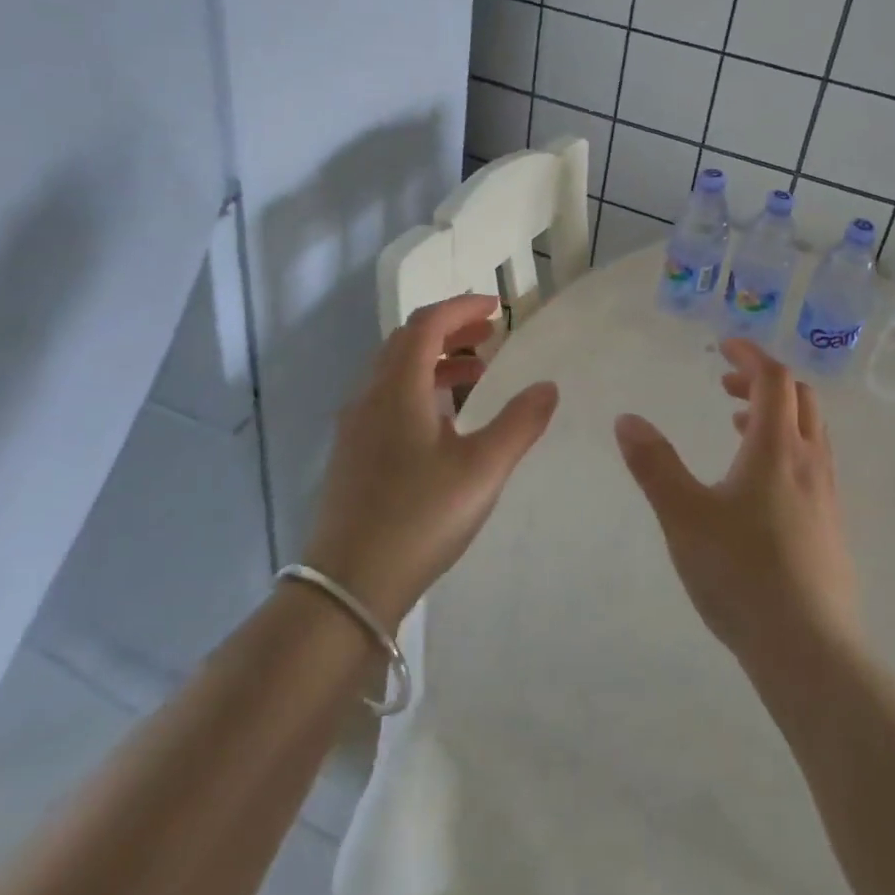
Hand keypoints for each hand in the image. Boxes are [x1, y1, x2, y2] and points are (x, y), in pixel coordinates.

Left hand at [301, 294, 557, 628]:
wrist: (347, 587)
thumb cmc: (419, 519)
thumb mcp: (482, 471)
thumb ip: (519, 424)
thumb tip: (548, 386)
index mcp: (397, 389)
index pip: (425, 324)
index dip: (461, 308)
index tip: (496, 307)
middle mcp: (369, 398)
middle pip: (406, 342)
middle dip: (449, 330)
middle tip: (490, 334)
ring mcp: (355, 428)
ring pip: (395, 372)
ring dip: (435, 361)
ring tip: (477, 374)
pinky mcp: (353, 455)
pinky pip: (388, 400)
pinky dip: (420, 390)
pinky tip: (445, 422)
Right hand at [614, 341, 859, 672]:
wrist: (809, 651)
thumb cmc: (741, 574)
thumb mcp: (683, 516)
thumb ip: (654, 465)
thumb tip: (626, 419)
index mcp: (776, 449)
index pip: (774, 379)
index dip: (750, 356)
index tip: (723, 347)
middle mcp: (809, 462)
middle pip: (800, 399)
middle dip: (763, 381)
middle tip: (725, 386)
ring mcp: (826, 496)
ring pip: (810, 432)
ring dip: (776, 415)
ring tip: (737, 426)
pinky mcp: (831, 527)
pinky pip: (812, 464)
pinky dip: (785, 448)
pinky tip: (758, 485)